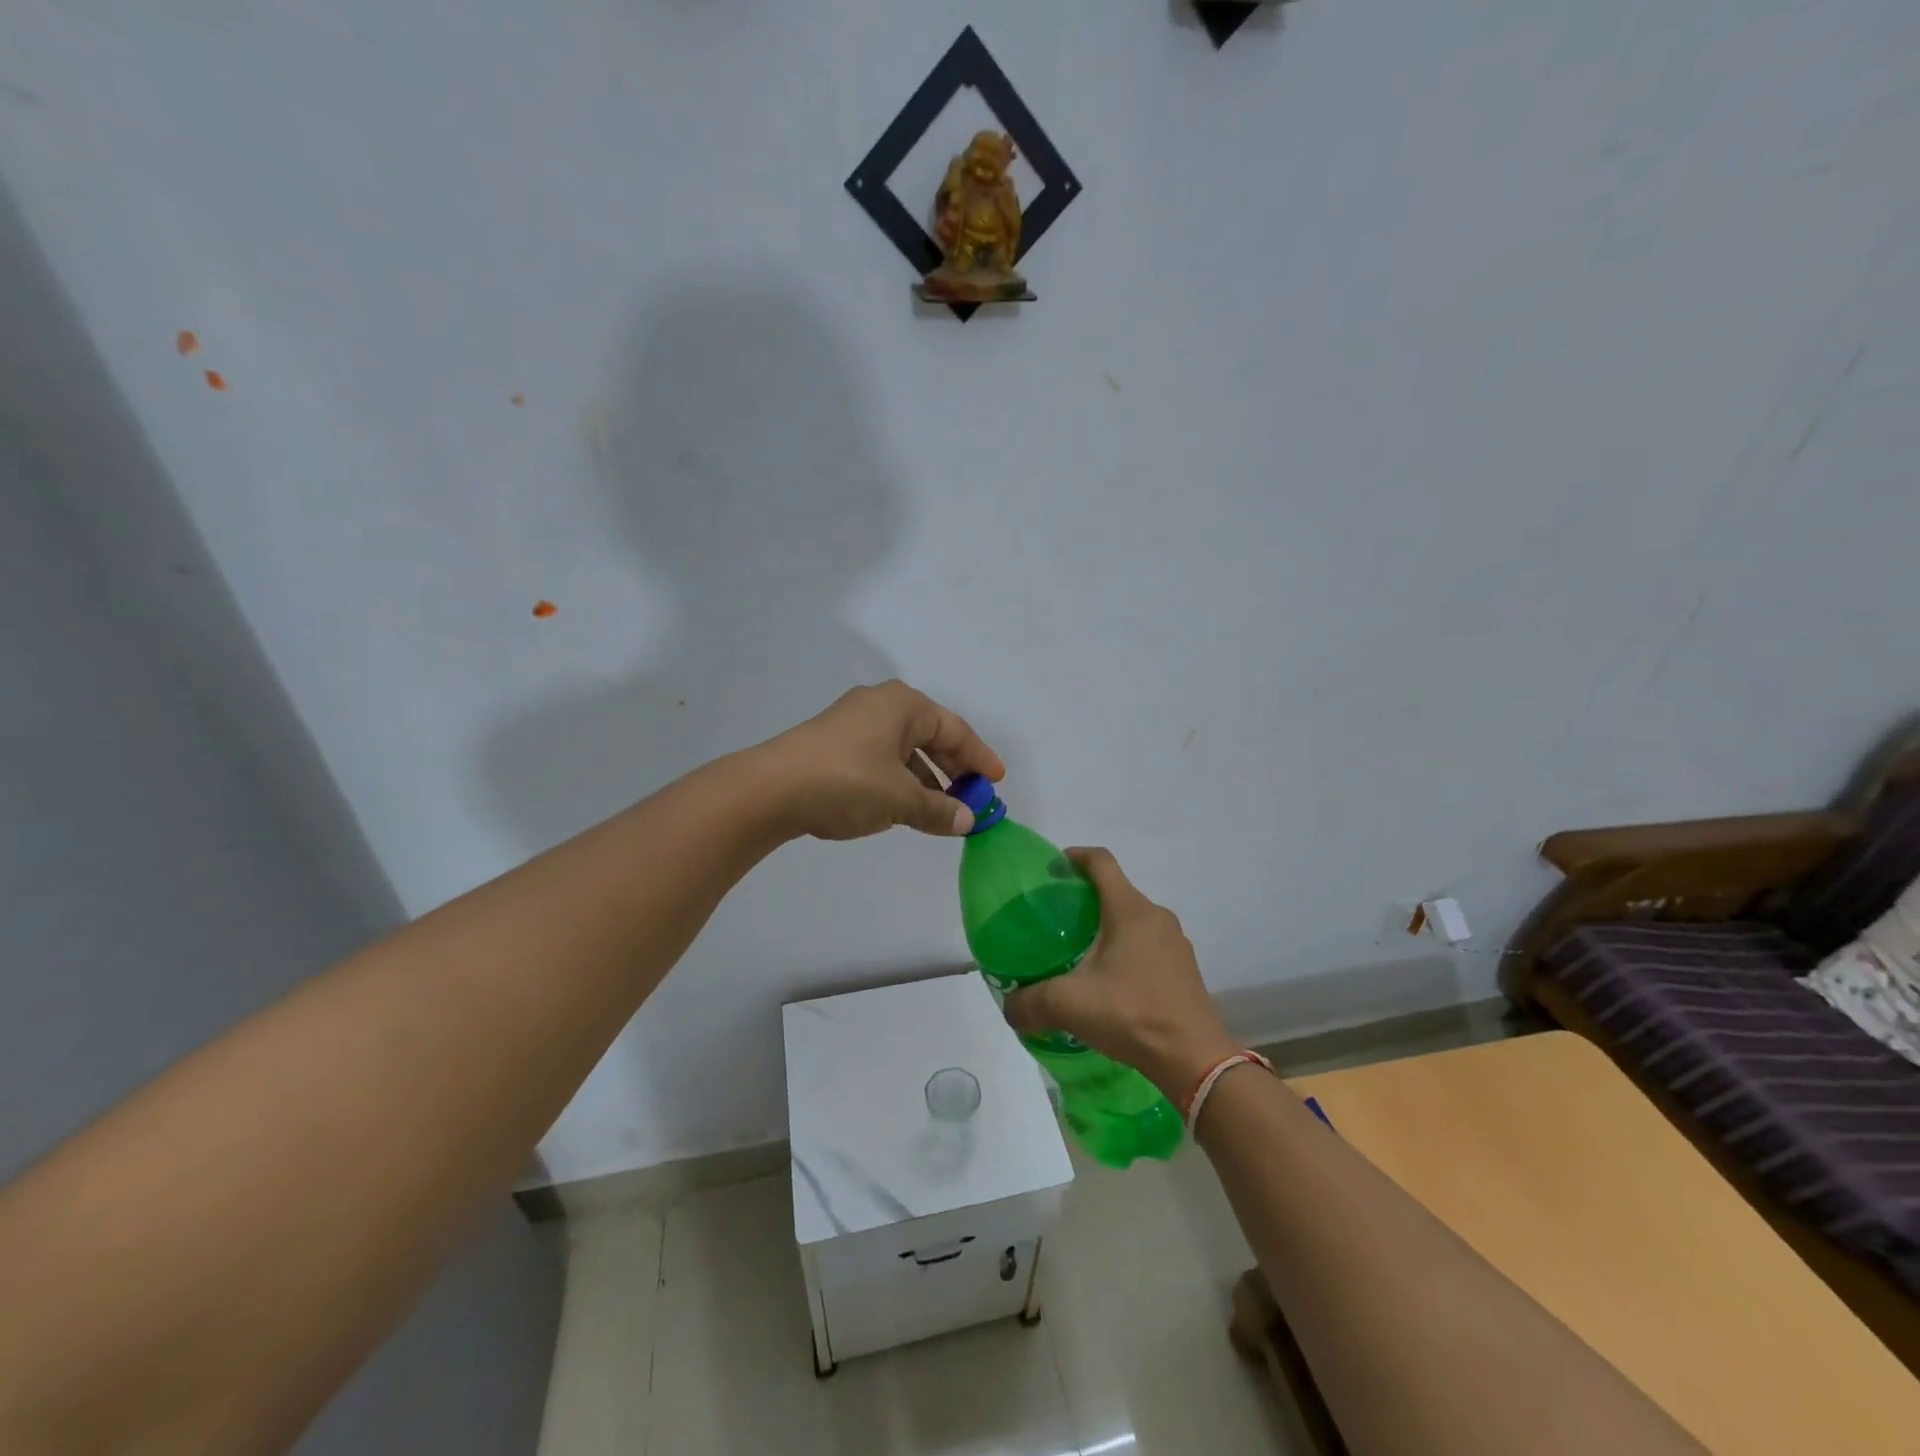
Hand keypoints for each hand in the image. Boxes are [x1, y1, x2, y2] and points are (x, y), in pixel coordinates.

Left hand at [756, 680, 1004, 841]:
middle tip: (972, 798)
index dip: (980, 758)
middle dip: (953, 769)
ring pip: (904, 751)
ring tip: (939, 811)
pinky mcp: (833, 744)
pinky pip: (881, 759)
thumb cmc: (848, 782)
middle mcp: (881, 705)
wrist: (771, 789)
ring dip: (925, 780)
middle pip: (930, 737)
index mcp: (904, 705)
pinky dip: (899, 781)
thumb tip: (967, 820)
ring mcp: (853, 723)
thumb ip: (939, 810)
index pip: (956, 730)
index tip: (997, 781)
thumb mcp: (900, 799)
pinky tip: (902, 807)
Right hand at [1002, 848, 1236, 1100]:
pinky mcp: (1183, 969)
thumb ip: (1030, 1002)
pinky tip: (1109, 983)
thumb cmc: (1131, 1014)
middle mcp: (1156, 917)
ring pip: (1133, 920)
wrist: (1194, 1059)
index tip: (1052, 868)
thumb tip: (1009, 1007)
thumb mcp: (1069, 1005)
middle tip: (1056, 920)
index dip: (1075, 856)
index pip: (1101, 862)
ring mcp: (1175, 943)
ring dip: (1106, 927)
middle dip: (1085, 898)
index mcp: (1130, 910)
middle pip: (1116, 891)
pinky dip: (1125, 951)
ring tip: (1079, 953)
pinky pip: (1148, 945)